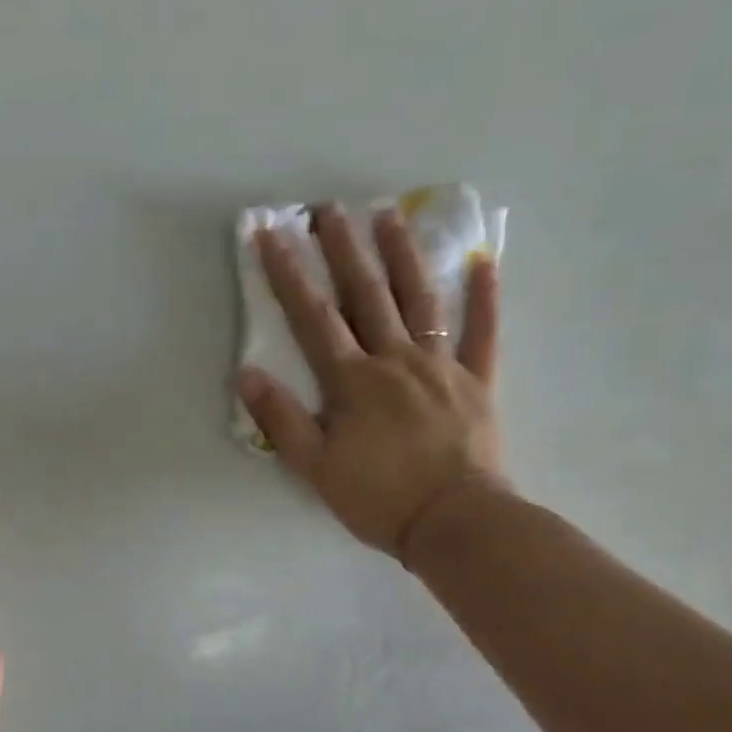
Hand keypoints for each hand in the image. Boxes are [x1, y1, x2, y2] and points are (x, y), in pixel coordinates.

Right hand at [236, 204, 506, 562]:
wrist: (454, 523)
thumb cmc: (378, 498)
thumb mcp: (315, 467)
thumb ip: (282, 419)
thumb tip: (247, 375)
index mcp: (353, 381)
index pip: (313, 317)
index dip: (289, 275)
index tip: (272, 235)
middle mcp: (396, 360)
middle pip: (366, 295)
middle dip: (343, 249)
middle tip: (329, 208)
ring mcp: (442, 367)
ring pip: (420, 300)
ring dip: (403, 256)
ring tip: (389, 216)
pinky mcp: (478, 383)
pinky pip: (484, 333)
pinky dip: (485, 297)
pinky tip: (482, 262)